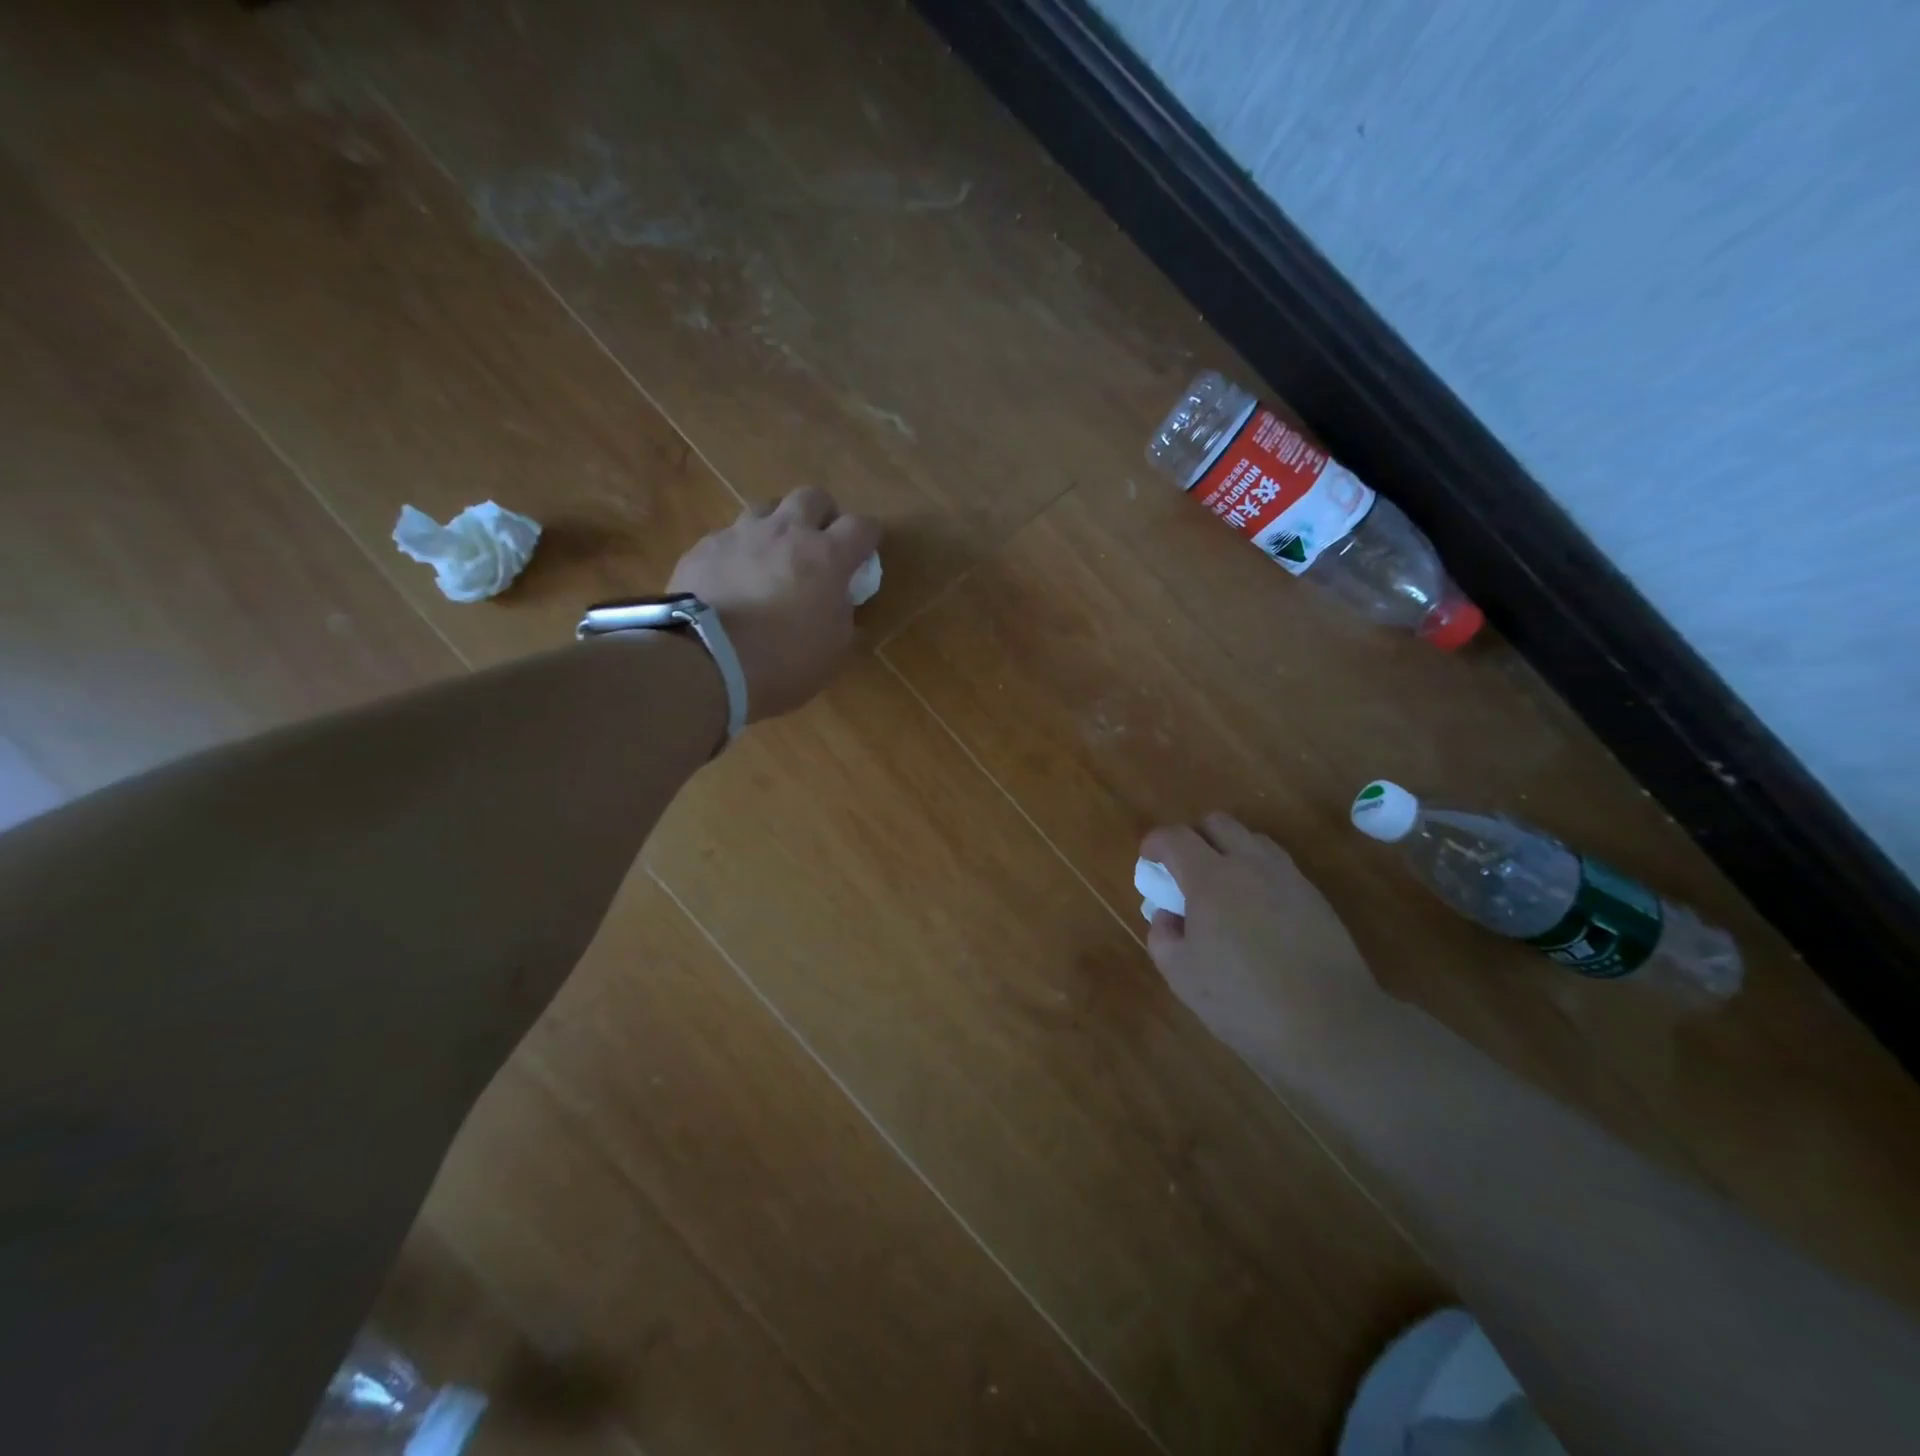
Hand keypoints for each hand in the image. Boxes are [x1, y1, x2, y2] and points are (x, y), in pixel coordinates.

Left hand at [667, 487, 880, 722]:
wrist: (707, 660)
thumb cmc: (784, 661)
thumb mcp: (835, 649)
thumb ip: (844, 615)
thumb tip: (841, 601)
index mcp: (827, 556)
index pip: (862, 526)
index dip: (868, 536)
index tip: (866, 552)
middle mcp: (786, 532)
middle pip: (813, 497)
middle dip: (823, 514)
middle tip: (820, 543)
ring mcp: (741, 535)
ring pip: (767, 507)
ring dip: (778, 524)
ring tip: (774, 554)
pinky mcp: (704, 547)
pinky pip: (729, 536)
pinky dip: (740, 550)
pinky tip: (734, 577)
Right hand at [1142, 813, 1384, 1071]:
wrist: (1331, 1025)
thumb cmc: (1244, 1001)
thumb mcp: (1182, 976)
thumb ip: (1162, 936)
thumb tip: (1167, 915)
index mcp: (1210, 878)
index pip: (1175, 837)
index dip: (1155, 843)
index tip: (1148, 860)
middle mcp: (1249, 864)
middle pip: (1217, 823)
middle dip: (1194, 837)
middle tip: (1184, 871)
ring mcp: (1287, 877)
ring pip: (1252, 839)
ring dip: (1230, 851)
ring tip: (1223, 888)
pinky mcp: (1315, 896)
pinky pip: (1278, 865)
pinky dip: (1258, 872)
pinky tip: (1256, 911)